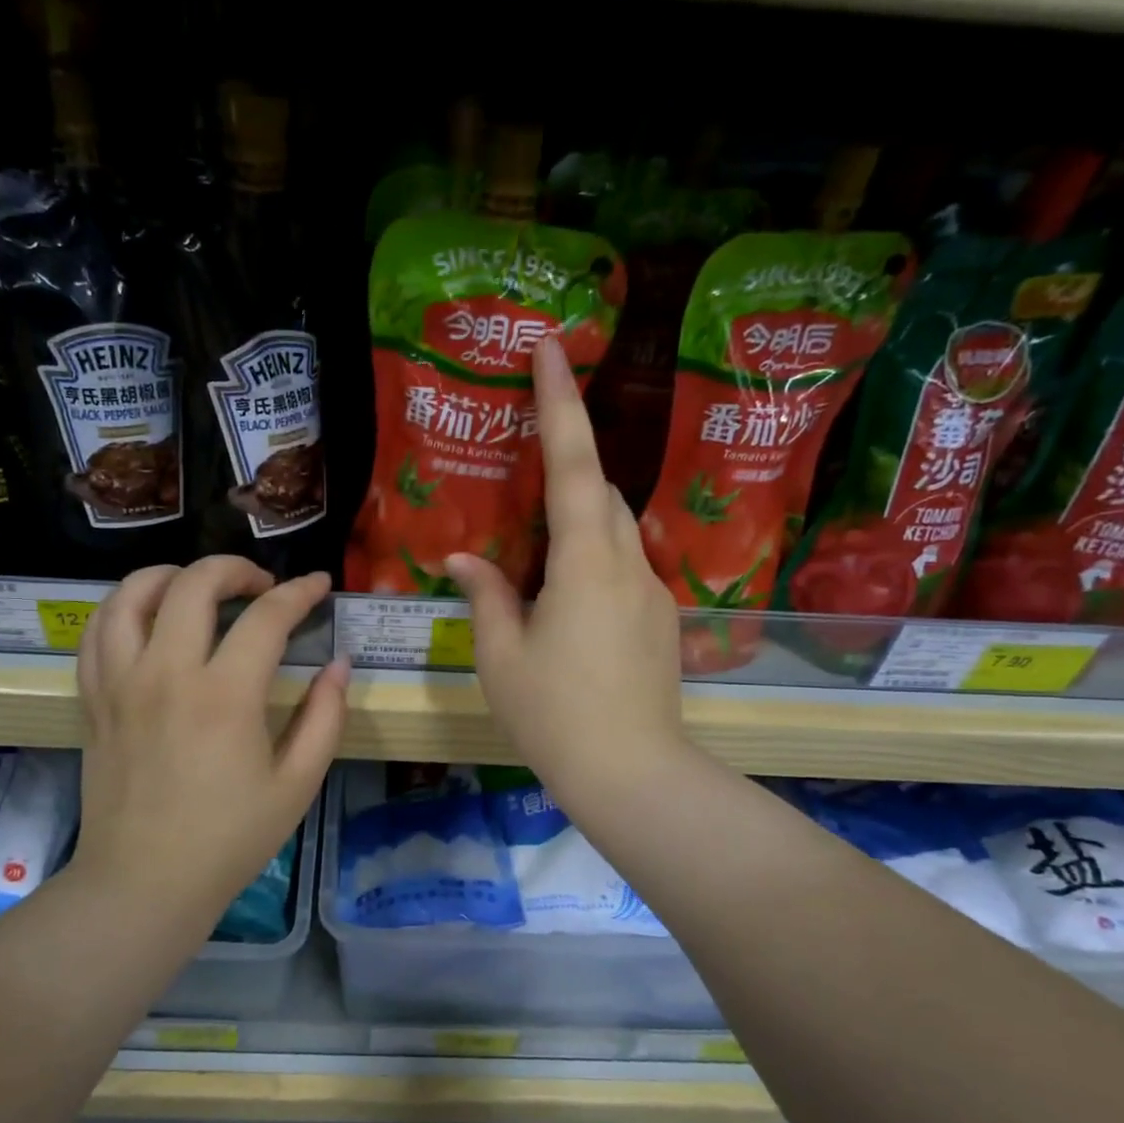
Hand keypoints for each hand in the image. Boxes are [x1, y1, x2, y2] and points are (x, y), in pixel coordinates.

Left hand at [70, 557, 347, 911]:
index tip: (319, 585)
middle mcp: (167, 674)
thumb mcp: (297, 784)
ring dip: (170, 575)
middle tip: (261, 585)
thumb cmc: (230, 839)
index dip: (300, 592)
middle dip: (234, 568)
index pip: (266, 617)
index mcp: (225, 697)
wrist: (145, 882)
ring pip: (132, 595)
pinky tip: (148, 618)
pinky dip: (124, 608)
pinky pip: (97, 632)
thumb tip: (339, 664)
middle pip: (193, 584)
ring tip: (197, 587)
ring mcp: (121, 683)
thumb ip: (325, 717)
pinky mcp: (93, 699)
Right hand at [447, 335, 685, 805]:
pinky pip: (623, 569)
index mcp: (585, 562)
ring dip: (579, 522)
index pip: (574, 463)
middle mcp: (628, 563)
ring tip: (535, 555)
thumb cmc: (554, 714)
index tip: (552, 348)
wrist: (632, 774)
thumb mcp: (501, 656)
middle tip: (524, 479)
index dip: (561, 402)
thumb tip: (462, 560)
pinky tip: (564, 606)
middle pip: (601, 493)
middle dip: (567, 471)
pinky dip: (591, 563)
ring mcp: (652, 593)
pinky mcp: (661, 622)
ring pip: (615, 532)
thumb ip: (485, 596)